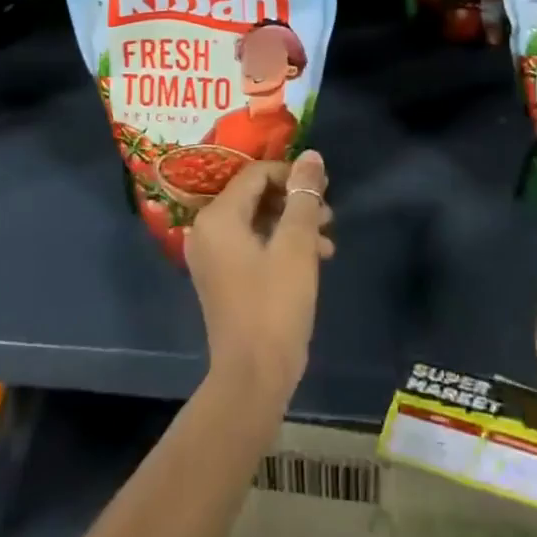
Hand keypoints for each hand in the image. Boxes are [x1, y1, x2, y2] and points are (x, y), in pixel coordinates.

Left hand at [185, 150, 333, 406]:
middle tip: (328, 214)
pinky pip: (252, 244)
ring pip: (257, 221)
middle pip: (256, 195)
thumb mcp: (296, 245)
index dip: (292, 174)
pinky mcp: (222, 278)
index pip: (256, 173)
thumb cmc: (274, 306)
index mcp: (218, 216)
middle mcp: (207, 229)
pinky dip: (280, 245)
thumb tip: (311, 155)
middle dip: (295, 201)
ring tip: (327, 241)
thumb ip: (303, 195)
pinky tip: (313, 258)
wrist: (252, 381)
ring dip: (293, 224)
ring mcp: (212, 256)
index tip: (323, 187)